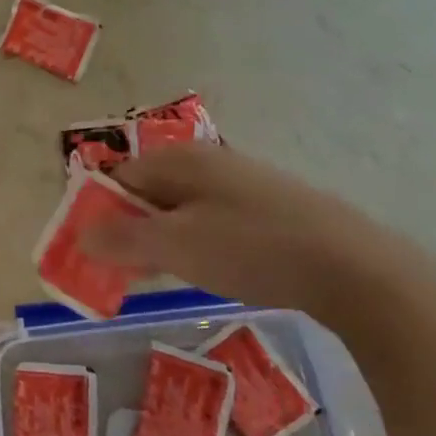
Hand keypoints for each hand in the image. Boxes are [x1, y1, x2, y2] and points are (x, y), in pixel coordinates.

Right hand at [83, 143, 435, 333]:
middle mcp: (209, 161)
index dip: (100, 212)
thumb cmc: (252, 250)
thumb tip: (81, 234)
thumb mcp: (175, 246)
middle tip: (128, 270)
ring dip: (164, 238)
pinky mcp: (271, 207)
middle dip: (131, 228)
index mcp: (181, 160)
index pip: (119, 177)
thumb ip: (122, 238)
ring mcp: (243, 183)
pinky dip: (199, 242)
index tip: (96, 252)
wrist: (354, 269)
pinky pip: (214, 219)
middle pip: (150, 190)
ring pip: (183, 207)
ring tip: (167, 274)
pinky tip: (215, 270)